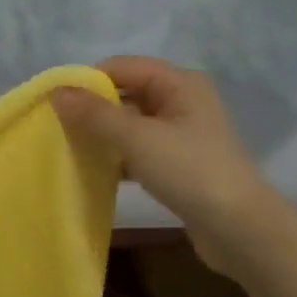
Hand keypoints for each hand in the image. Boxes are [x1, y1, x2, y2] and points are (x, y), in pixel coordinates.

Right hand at [51, 56, 263, 273]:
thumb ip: (95, 114)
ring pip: (130, 124)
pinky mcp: (178, 163)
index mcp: (179, 83)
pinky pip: (138, 149)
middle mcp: (182, 101)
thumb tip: (57, 93)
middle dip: (93, 108)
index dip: (88, 81)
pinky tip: (96, 170)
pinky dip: (117, 156)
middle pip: (126, 93)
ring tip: (71, 149)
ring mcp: (181, 134)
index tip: (56, 105)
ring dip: (103, 134)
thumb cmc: (190, 172)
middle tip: (59, 129)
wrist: (239, 229)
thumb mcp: (138, 139)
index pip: (122, 67)